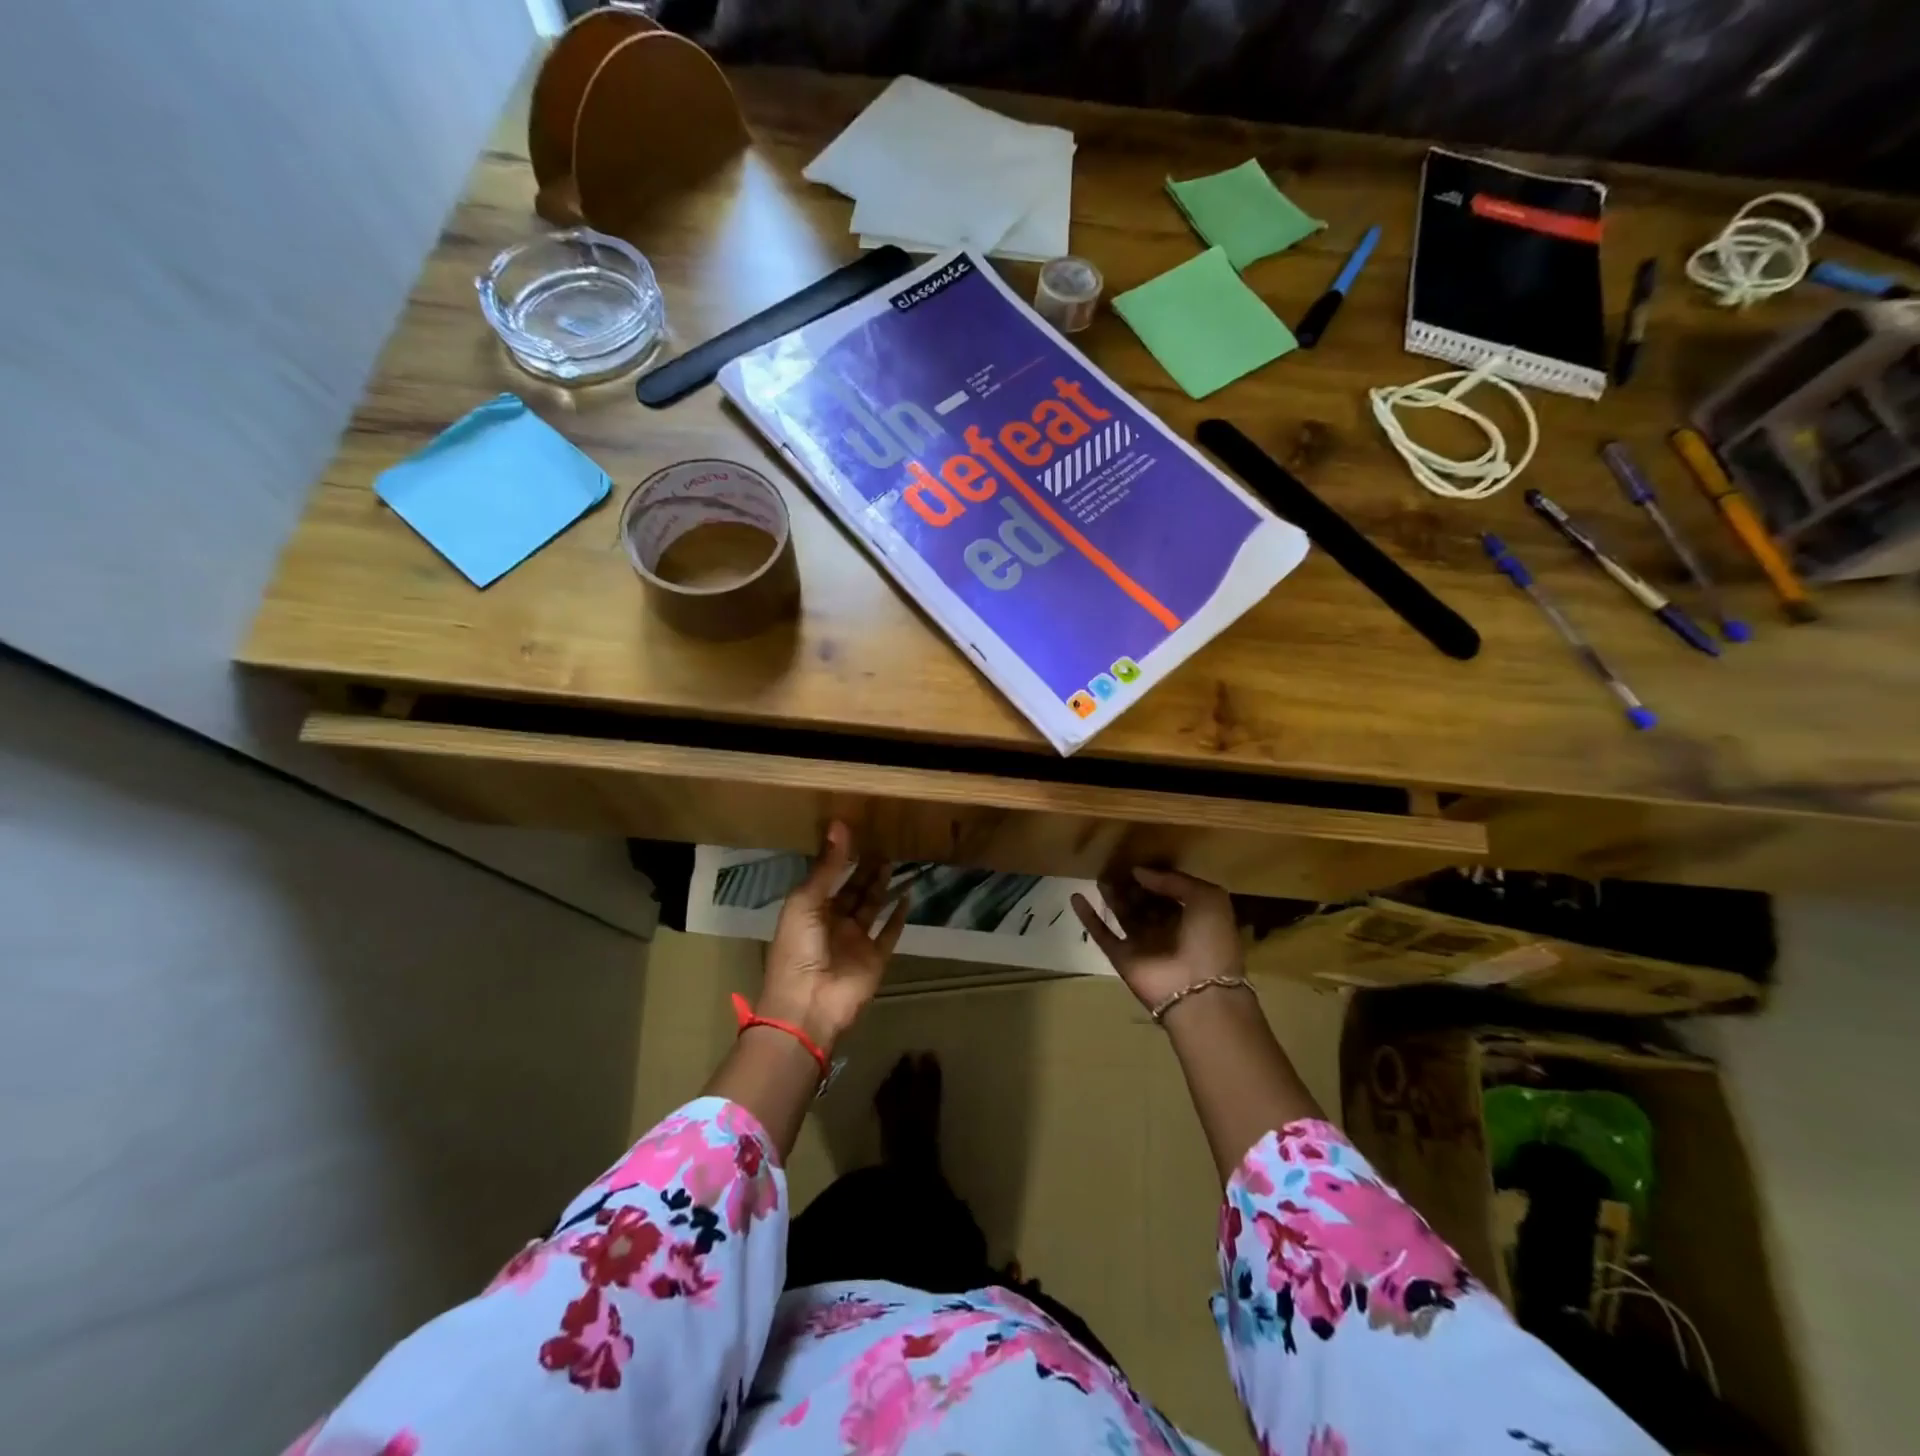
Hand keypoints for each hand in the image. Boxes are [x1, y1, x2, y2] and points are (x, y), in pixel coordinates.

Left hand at [758, 822, 908, 1051]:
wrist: (808, 1005)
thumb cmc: (798, 949)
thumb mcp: (806, 901)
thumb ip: (827, 866)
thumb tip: (839, 824)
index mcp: (810, 909)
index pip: (829, 876)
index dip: (841, 857)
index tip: (858, 831)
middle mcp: (834, 922)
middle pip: (853, 890)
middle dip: (866, 868)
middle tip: (884, 840)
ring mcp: (856, 941)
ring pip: (873, 907)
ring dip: (882, 886)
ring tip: (896, 859)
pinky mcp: (876, 957)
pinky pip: (890, 932)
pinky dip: (899, 916)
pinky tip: (909, 895)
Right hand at [1071, 867, 1241, 1010]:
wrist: (1199, 991)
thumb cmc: (1210, 940)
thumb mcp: (1207, 898)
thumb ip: (1174, 880)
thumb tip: (1139, 872)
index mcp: (1191, 916)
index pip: (1169, 891)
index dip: (1155, 877)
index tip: (1138, 861)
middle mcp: (1166, 929)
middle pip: (1144, 902)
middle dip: (1132, 885)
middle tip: (1115, 865)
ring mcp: (1142, 944)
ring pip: (1124, 914)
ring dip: (1112, 896)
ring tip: (1100, 875)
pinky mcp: (1122, 957)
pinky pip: (1102, 934)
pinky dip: (1088, 917)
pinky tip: (1076, 896)